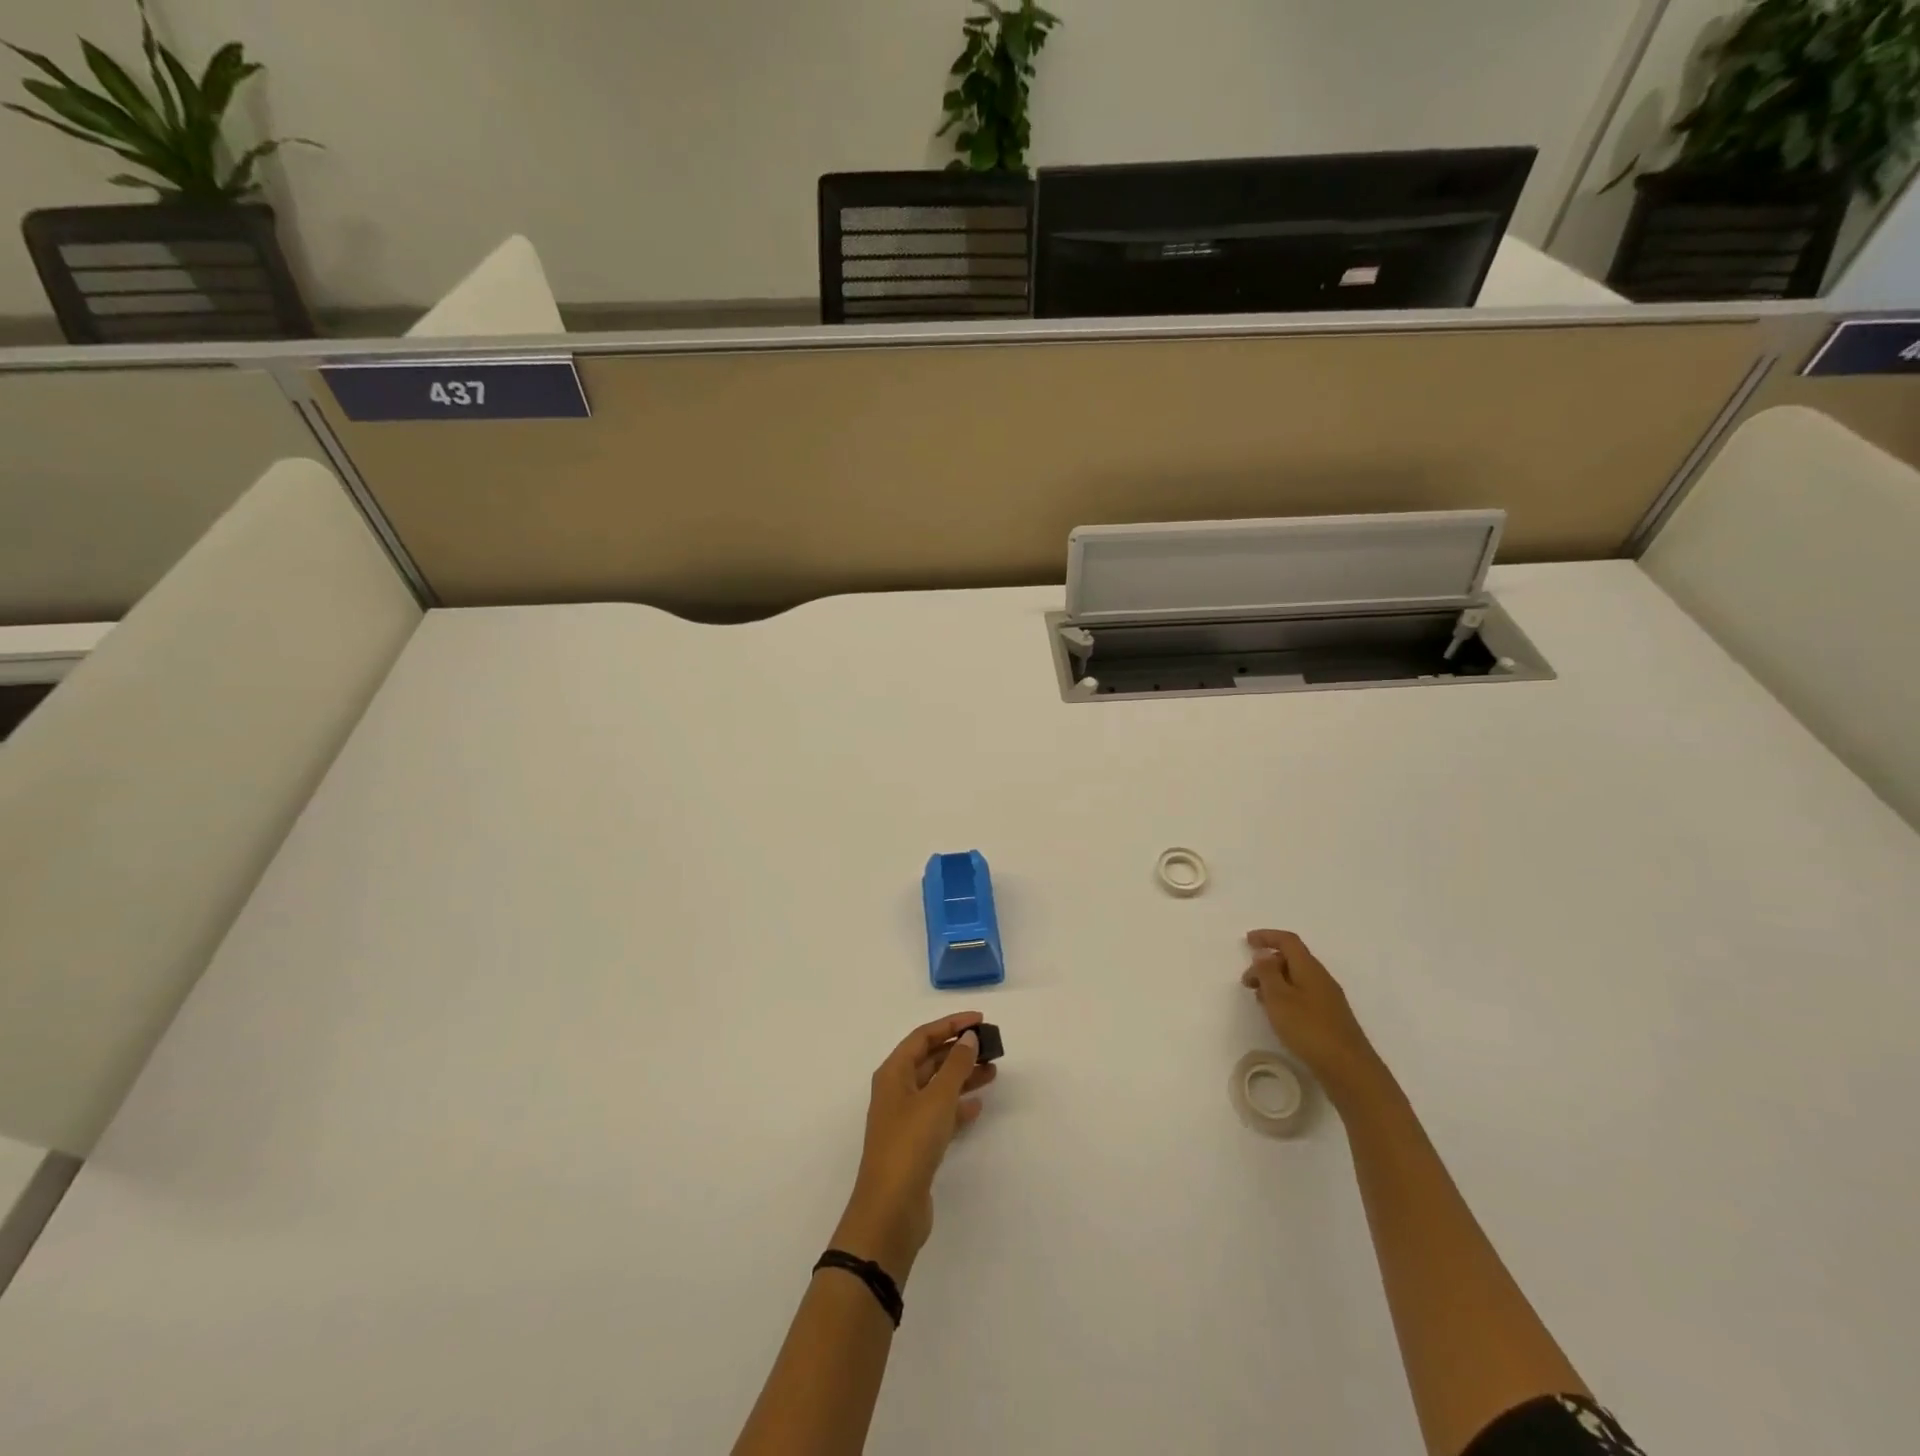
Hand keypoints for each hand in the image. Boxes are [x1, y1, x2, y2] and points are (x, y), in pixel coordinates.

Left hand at [832, 1012, 996, 1283]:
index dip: (951, 1024)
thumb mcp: (937, 1098)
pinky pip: (940, 1113)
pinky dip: (958, 1106)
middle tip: (991, 1045)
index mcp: (893, 1073)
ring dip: (962, 1076)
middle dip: (959, 1050)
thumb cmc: (910, 1143)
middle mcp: (896, 1090)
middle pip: (930, 1059)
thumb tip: (968, 1038)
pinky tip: (978, 1105)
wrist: (891, 1209)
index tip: (980, 1019)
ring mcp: (905, 1118)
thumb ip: (956, 1065)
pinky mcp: (916, 1144)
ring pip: (937, 1086)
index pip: (923, 1036)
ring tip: (992, 1071)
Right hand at [1241, 930, 1387, 1106]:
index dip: (1267, 936)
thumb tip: (1263, 953)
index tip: (1247, 940)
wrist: (1349, 1069)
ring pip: (1296, 979)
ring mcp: (1328, 999)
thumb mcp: (1279, 998)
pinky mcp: (1329, 1017)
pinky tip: (1277, 1014)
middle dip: (1266, 963)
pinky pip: (1302, 995)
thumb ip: (1268, 972)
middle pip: (1292, 959)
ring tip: (1258, 998)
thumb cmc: (1309, 1029)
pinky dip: (1285, 996)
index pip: (1288, 941)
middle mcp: (1321, 979)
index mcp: (1309, 969)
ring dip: (1274, 981)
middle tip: (1246, 981)